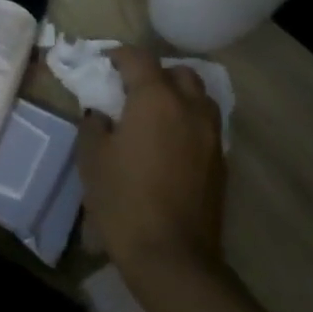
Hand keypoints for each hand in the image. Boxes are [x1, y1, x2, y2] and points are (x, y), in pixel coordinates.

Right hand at [76, 46, 228, 280]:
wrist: (172, 256)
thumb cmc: (123, 199)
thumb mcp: (92, 158)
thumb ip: (94, 125)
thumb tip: (101, 115)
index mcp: (156, 99)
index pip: (139, 59)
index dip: (118, 55)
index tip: (103, 63)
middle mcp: (190, 108)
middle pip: (178, 73)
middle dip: (154, 73)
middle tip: (130, 90)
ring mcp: (211, 136)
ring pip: (198, 98)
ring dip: (177, 96)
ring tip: (152, 115)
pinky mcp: (220, 163)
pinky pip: (205, 125)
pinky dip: (187, 122)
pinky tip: (167, 144)